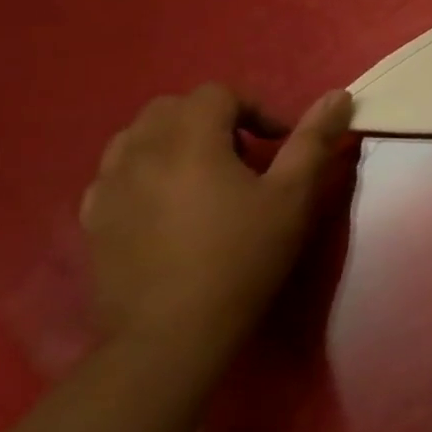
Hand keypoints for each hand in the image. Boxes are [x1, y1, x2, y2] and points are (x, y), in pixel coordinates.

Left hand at [81, 83, 354, 355]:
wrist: (169, 337)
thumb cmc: (241, 258)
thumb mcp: (292, 196)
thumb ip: (314, 139)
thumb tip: (339, 95)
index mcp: (189, 141)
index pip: (218, 94)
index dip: (255, 108)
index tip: (278, 142)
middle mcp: (140, 153)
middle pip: (172, 107)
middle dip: (213, 119)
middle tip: (244, 156)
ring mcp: (107, 188)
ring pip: (136, 136)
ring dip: (174, 140)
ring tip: (204, 175)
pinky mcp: (91, 221)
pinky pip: (114, 173)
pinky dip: (144, 170)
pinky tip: (167, 204)